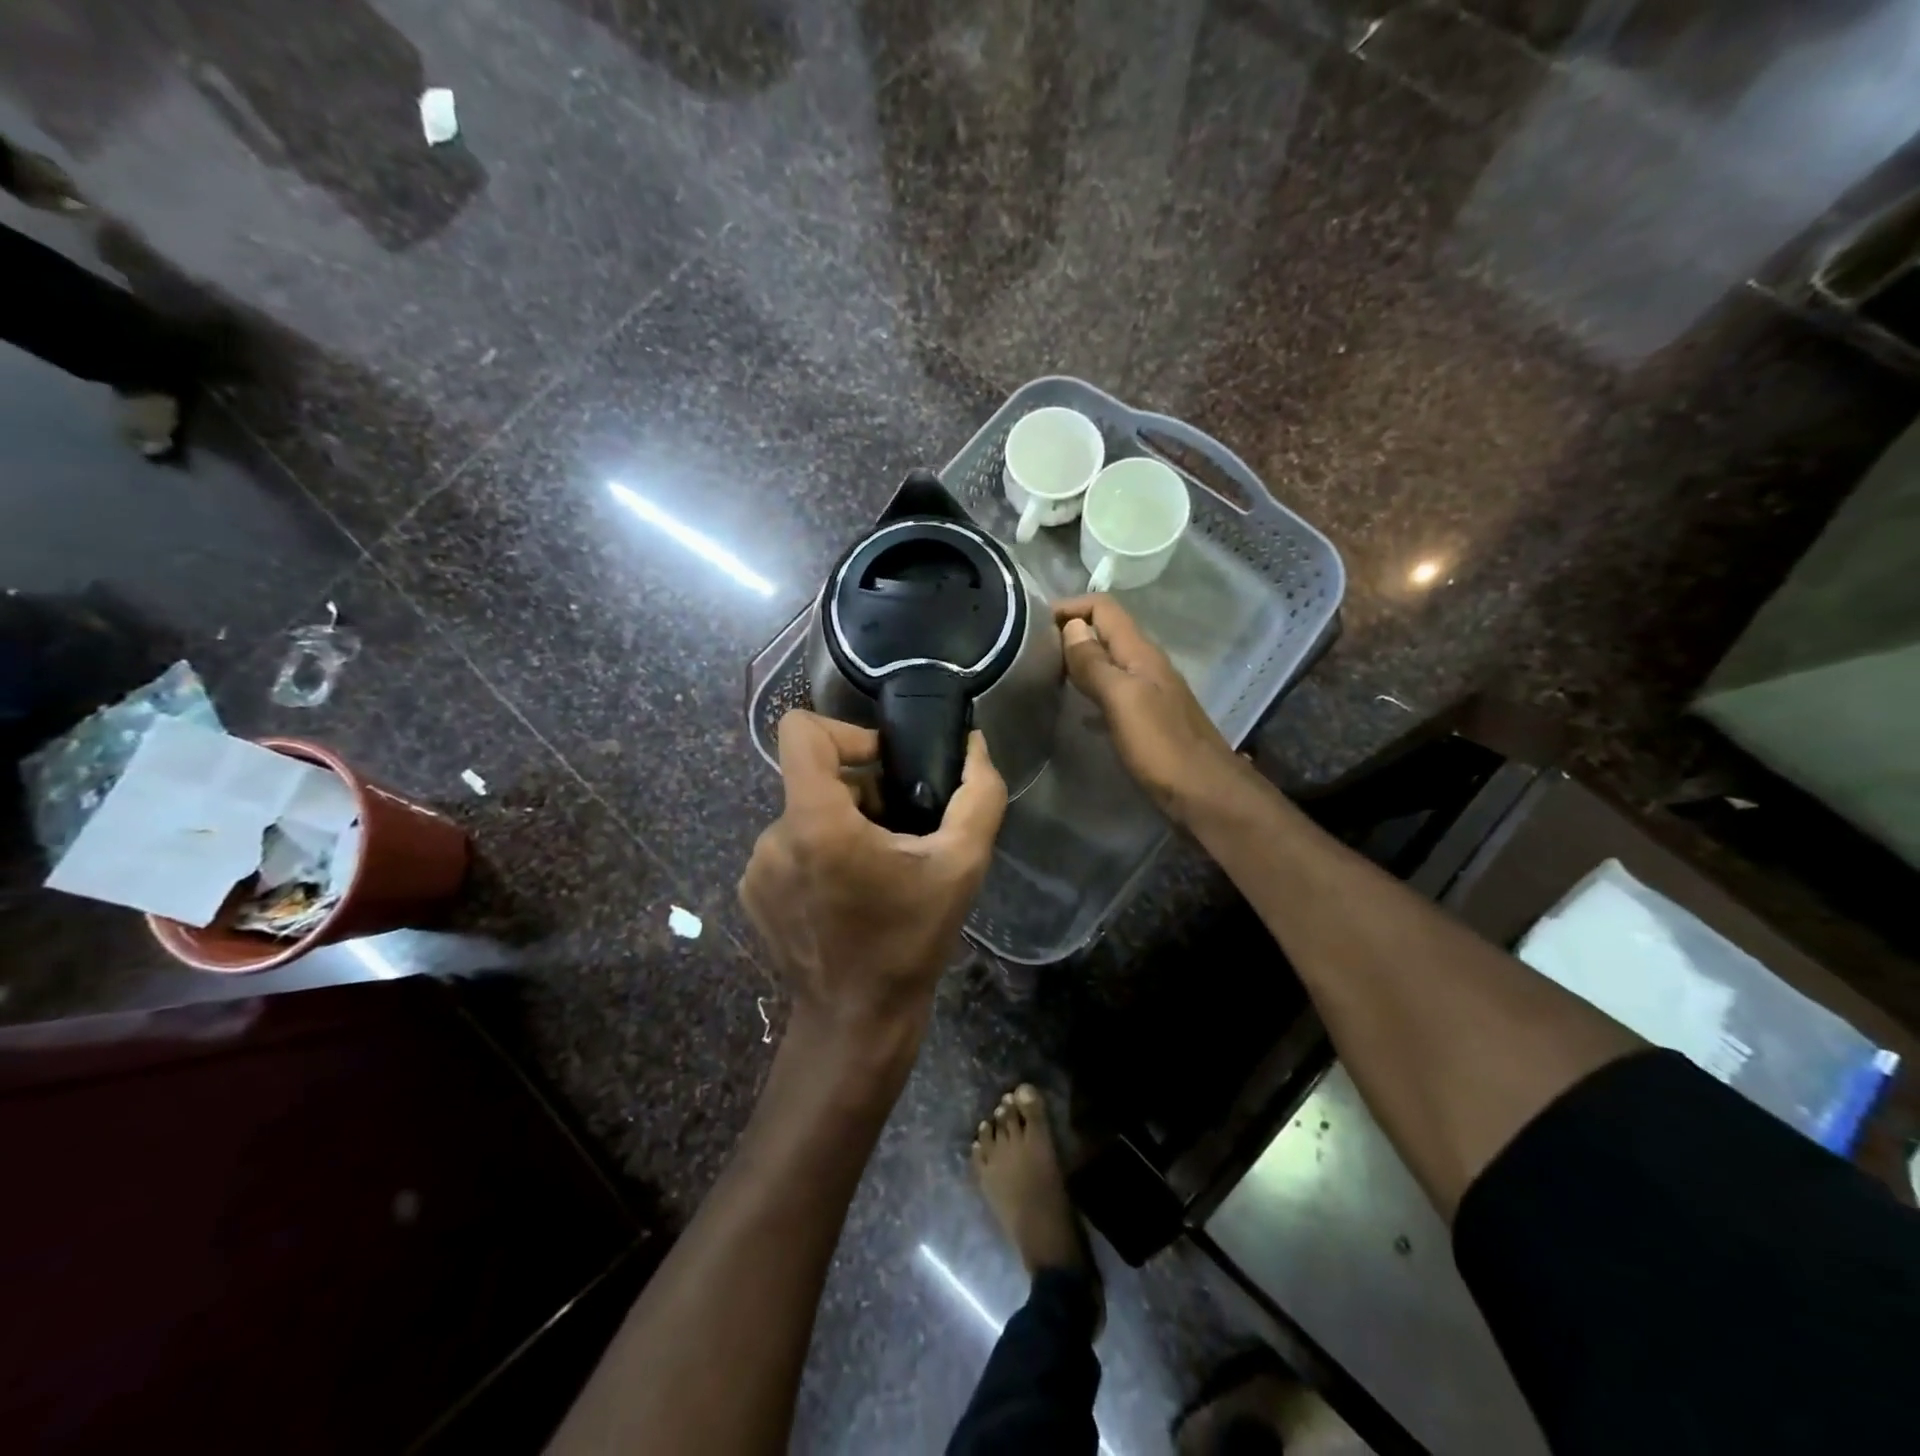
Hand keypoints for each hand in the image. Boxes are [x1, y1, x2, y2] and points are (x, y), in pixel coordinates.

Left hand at [739, 710, 1006, 1042]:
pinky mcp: (752, 892)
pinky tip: (849, 895)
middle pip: (815, 777)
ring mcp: (757, 867)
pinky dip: (820, 855)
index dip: (847, 732)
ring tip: (879, 871)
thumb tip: (972, 745)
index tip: (885, 767)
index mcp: (816, 821)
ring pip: (805, 813)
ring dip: (843, 827)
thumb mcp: (962, 865)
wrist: (856, 1022)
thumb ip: (978, 794)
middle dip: (861, 793)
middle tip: (900, 834)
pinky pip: (789, 847)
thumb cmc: (910, 941)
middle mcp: (774, 836)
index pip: (801, 730)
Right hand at [1054, 595, 1244, 822]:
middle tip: (1032, 650)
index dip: (1071, 607)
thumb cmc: (1163, 747)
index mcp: (1141, 653)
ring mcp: (1150, 693)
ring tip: (1046, 674)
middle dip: (1071, 631)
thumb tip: (1071, 626)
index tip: (1032, 623)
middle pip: (1106, 632)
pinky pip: (1114, 692)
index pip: (1104, 608)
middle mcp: (1147, 665)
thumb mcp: (1123, 700)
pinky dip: (1091, 690)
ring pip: (1109, 662)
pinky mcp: (1148, 719)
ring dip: (1080, 661)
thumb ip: (1096, 663)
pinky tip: (1076, 709)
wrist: (1207, 795)